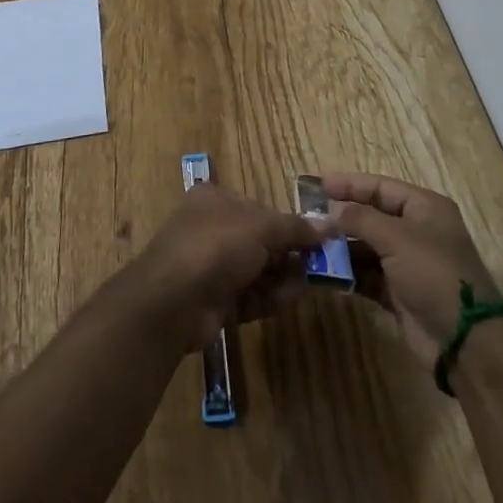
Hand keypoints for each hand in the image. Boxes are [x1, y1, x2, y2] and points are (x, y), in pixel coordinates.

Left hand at [130, 182, 323, 350]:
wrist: (174, 301)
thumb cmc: (216, 246)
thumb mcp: (260, 227)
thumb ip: (295, 228)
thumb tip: (329, 226)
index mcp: (216, 200)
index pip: (259, 209)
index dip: (287, 225)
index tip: (315, 240)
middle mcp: (212, 229)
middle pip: (261, 241)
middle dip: (288, 255)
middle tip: (317, 267)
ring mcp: (212, 267)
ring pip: (258, 271)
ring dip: (282, 279)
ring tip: (305, 286)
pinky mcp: (216, 301)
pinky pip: (250, 296)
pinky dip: (269, 298)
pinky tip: (287, 301)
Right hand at [323, 173, 500, 364]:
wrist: (465, 342)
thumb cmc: (434, 275)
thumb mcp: (397, 238)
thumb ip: (361, 219)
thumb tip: (332, 210)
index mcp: (424, 208)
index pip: (380, 187)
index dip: (349, 184)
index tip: (317, 185)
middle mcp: (417, 231)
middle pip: (372, 215)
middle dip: (342, 217)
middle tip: (308, 218)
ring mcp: (408, 263)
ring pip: (367, 247)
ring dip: (341, 247)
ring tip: (310, 245)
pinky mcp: (400, 293)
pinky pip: (368, 275)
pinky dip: (349, 273)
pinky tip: (325, 272)